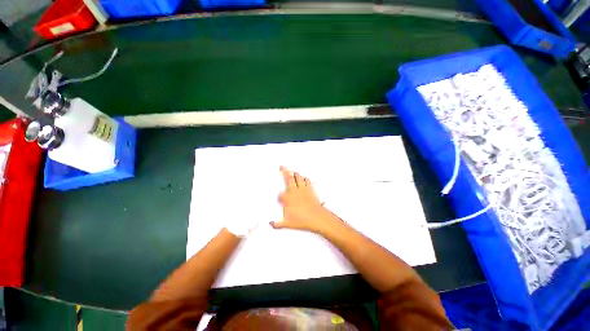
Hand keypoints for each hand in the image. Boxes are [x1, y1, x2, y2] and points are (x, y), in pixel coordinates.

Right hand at [271, 166, 337, 232]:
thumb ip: (277, 224)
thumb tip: (270, 223)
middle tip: (282, 166)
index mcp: (287, 198)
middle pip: (288, 178)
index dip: (279, 194)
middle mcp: (294, 191)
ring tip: (292, 171)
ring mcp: (302, 189)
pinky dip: (304, 178)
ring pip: (298, 177)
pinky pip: (306, 180)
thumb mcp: (287, 224)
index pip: (280, 194)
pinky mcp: (310, 189)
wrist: (316, 218)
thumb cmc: (301, 220)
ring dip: (294, 173)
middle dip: (284, 171)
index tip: (279, 195)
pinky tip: (303, 178)